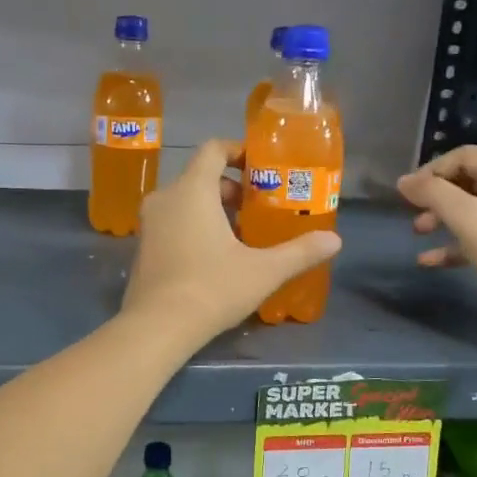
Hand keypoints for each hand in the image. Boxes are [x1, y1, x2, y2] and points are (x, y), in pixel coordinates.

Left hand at [124, 139, 341, 344]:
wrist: (157, 326)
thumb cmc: (212, 288)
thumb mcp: (263, 271)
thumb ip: (299, 252)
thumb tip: (335, 240)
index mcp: (192, 189)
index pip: (213, 150)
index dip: (237, 151)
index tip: (260, 167)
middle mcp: (165, 197)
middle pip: (200, 176)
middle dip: (230, 188)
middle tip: (258, 208)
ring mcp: (149, 223)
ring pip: (184, 200)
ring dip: (212, 209)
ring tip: (241, 234)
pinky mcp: (142, 247)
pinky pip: (171, 222)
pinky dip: (192, 225)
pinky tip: (214, 255)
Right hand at [397, 146, 476, 342]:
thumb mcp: (470, 220)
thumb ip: (435, 195)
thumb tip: (403, 181)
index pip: (466, 157)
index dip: (433, 170)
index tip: (407, 192)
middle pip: (468, 181)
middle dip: (437, 196)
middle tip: (412, 212)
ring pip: (471, 209)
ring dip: (441, 218)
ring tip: (418, 232)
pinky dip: (453, 244)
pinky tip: (428, 260)